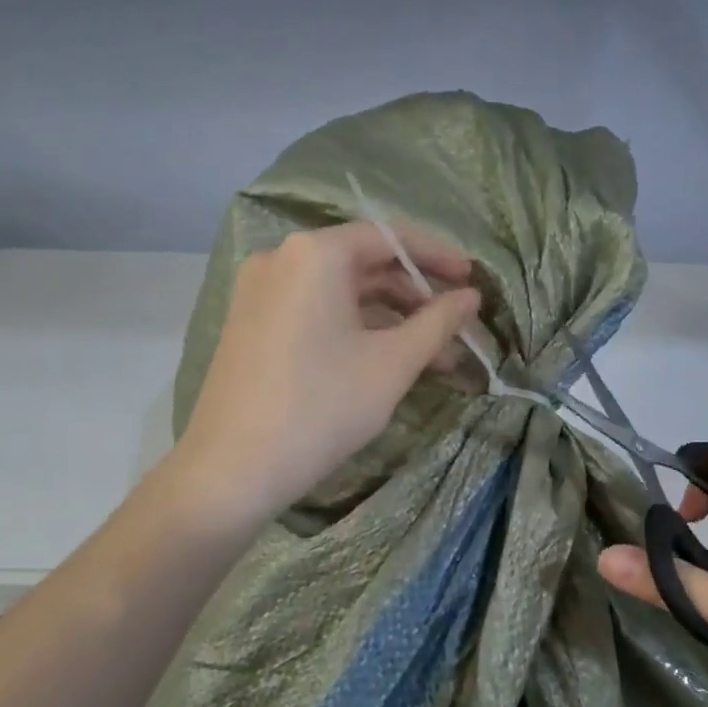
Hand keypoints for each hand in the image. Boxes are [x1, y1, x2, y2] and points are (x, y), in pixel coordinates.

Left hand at [171, 223, 481, 526]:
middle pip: (364, 265)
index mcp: (316, 254)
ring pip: (341, 296)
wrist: (234, 468)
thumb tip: (471, 297)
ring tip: (434, 360)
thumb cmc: (322, 407)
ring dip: (390, 322)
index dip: (438, 258)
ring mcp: (260, 293)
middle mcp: (281, 259)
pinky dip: (355, 331)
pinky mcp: (252, 326)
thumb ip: (438, 322)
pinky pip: (316, 314)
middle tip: (456, 330)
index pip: (390, 238)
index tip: (472, 280)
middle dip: (416, 298)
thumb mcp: (392, 364)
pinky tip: (385, 363)